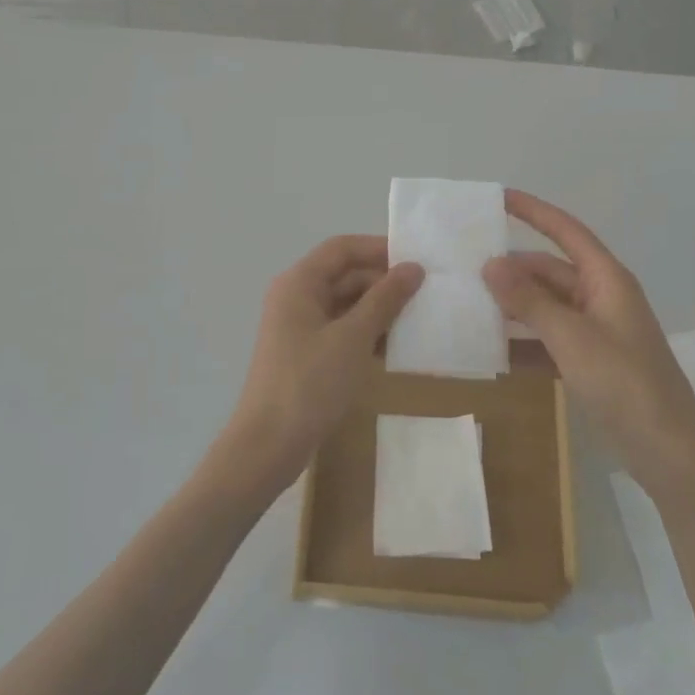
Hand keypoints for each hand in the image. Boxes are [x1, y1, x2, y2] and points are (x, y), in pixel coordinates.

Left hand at [214, 236, 424, 498]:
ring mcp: (299, 328)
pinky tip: (395, 349)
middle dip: (383, 282)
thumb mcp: (353, 338)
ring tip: (418, 319)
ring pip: (345, 305)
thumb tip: (413, 268)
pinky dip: (366, 334)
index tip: (417, 259)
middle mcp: (296, 298)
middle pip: (344, 275)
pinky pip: (341, 331)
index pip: (342, 248)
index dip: (378, 248)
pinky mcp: (306, 355)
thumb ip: (384, 299)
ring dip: (378, 310)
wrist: (268, 445)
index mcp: (299, 283)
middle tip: (426, 293)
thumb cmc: (310, 383)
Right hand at [484, 191, 694, 495]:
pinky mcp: (589, 362)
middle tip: (464, 269)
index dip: (533, 211)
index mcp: (606, 280)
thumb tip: (490, 263)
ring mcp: (595, 331)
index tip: (497, 198)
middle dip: (510, 270)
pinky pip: (548, 340)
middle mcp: (600, 297)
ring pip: (545, 307)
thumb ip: (529, 301)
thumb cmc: (624, 383)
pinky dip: (523, 343)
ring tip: (467, 305)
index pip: (565, 231)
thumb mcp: (572, 338)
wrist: (668, 451)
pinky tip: (490, 351)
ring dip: (512, 307)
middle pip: (548, 271)